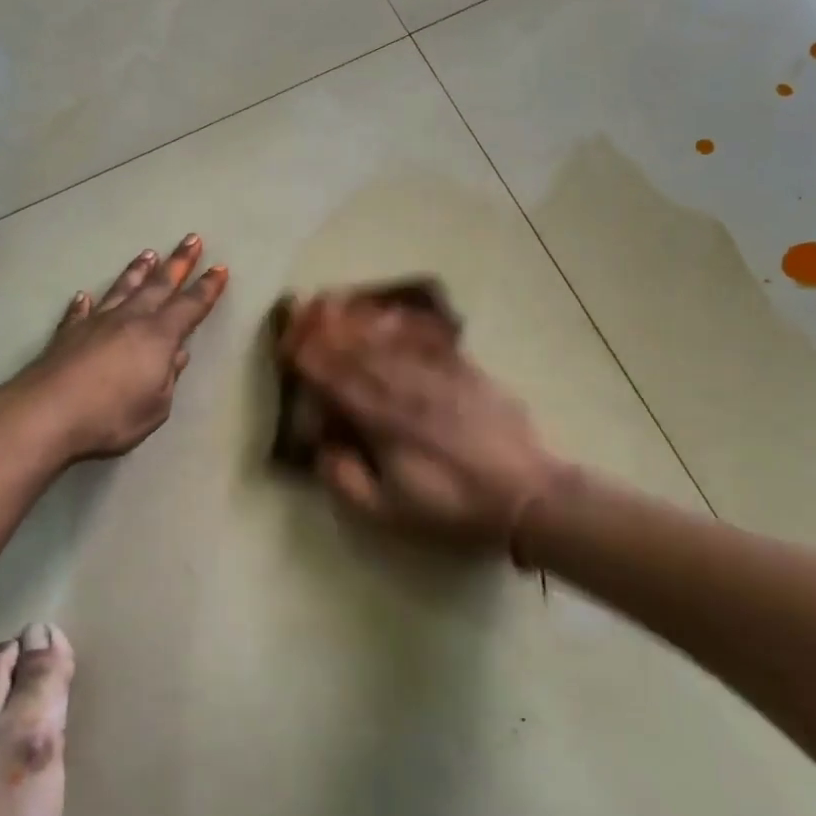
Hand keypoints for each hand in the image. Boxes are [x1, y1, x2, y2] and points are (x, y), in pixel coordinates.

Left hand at [2, 235, 228, 461]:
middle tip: (191, 239)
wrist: (47, 413)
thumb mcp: (155, 406)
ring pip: (122, 289)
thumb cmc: (111, 415)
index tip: (219, 268)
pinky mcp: (67, 334)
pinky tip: (84, 296)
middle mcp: (129, 320)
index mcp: (158, 336)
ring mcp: (96, 323)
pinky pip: (80, 312)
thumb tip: (178, 355)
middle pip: (159, 285)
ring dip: (137, 272)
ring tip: (148, 254)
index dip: (207, 288)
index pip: (190, 307)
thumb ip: (168, 378)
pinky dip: (84, 303)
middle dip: (178, 263)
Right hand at [286, 296, 570, 561]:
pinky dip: (404, 325)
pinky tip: (392, 314)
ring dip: (358, 320)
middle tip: (304, 307)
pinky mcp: (466, 372)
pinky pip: (428, 341)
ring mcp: (437, 376)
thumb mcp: (390, 514)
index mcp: (382, 422)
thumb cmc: (453, 508)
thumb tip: (323, 449)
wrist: (528, 496)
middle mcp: (404, 388)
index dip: (309, 360)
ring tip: (337, 301)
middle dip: (327, 329)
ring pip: (389, 341)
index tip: (287, 342)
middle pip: (358, 352)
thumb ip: (347, 481)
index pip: (335, 381)